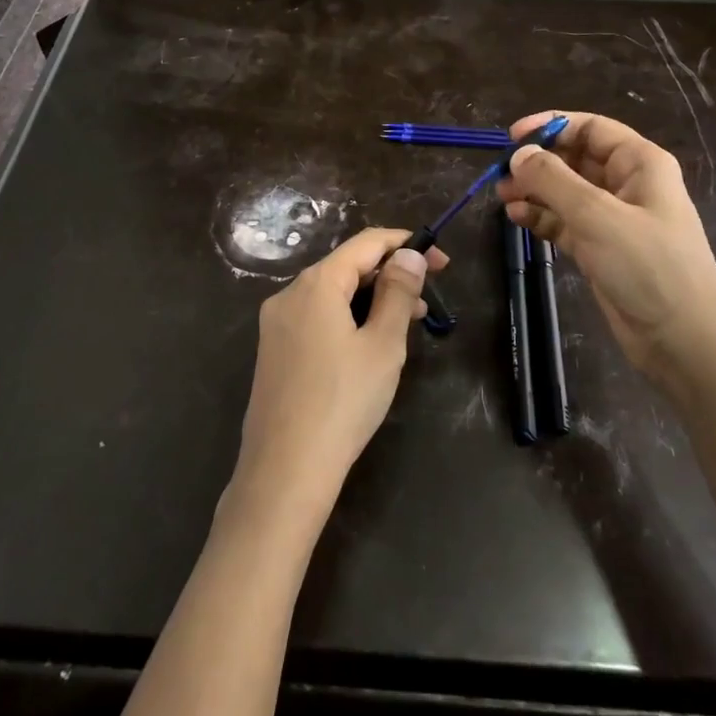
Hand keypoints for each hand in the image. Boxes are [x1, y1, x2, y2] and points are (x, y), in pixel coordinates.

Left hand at [234, 229, 449, 519]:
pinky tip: (369, 344)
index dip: (406, 244)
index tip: (441, 262)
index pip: (365, 244)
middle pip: (347, 267)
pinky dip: (348, 318)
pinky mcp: (274, 351)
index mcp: (316, 284)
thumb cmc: (343, 402)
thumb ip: (398, 293)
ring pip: (332, 295)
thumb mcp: (383, 345)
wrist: (285, 471)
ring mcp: (276, 324)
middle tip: (428, 300)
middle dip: (390, 275)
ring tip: (407, 324)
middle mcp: (289, 294)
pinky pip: (317, 318)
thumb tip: (408, 255)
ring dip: (371, 299)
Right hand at [497, 111, 715, 401]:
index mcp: (641, 164)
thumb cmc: (649, 268)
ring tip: (502, 197)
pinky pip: (565, 222)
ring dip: (535, 190)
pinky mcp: (602, 250)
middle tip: (501, 175)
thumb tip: (519, 154)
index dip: (551, 126)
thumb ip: (553, 180)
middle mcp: (628, 185)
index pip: (591, 128)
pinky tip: (517, 219)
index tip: (512, 137)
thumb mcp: (597, 217)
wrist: (685, 343)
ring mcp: (615, 219)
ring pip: (567, 192)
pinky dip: (542, 217)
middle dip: (538, 163)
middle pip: (575, 158)